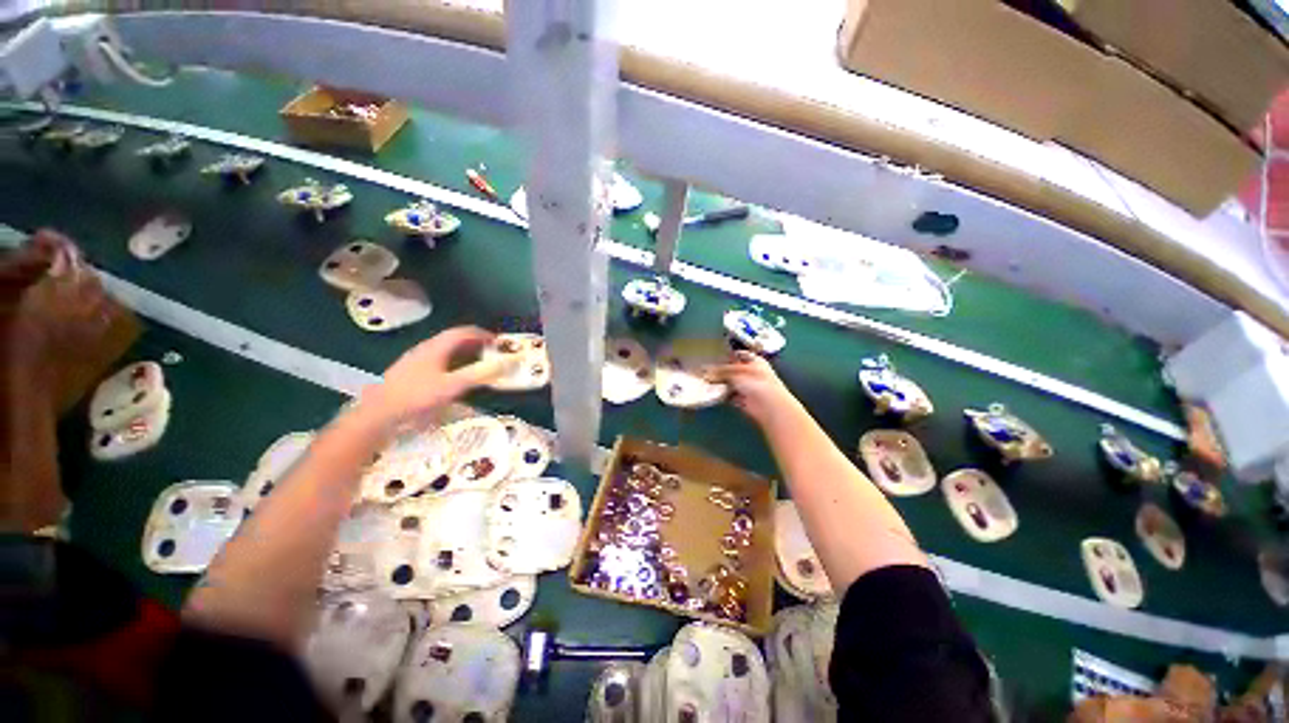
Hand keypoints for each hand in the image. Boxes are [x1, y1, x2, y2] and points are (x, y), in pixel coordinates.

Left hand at [358, 326, 496, 425]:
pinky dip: (453, 362)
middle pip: (453, 339)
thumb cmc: (417, 396)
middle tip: (491, 352)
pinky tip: (455, 376)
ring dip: (464, 353)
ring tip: (478, 363)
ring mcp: (416, 360)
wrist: (379, 413)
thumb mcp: (452, 386)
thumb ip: (478, 375)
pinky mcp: (411, 371)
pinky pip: (438, 360)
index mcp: (436, 348)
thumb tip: (503, 364)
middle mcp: (425, 349)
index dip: (482, 334)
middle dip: (475, 343)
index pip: (462, 332)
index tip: (498, 341)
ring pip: (445, 350)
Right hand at [710, 351, 800, 426]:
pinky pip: (728, 395)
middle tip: (704, 370)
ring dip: (719, 383)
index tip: (712, 356)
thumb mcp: (736, 372)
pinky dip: (721, 394)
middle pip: (731, 369)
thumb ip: (720, 371)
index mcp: (754, 360)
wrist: (767, 405)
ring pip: (729, 382)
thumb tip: (705, 371)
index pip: (738, 354)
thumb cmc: (756, 382)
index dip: (726, 355)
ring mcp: (747, 387)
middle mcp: (751, 373)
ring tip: (704, 381)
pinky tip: (710, 392)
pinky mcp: (742, 400)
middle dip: (720, 371)